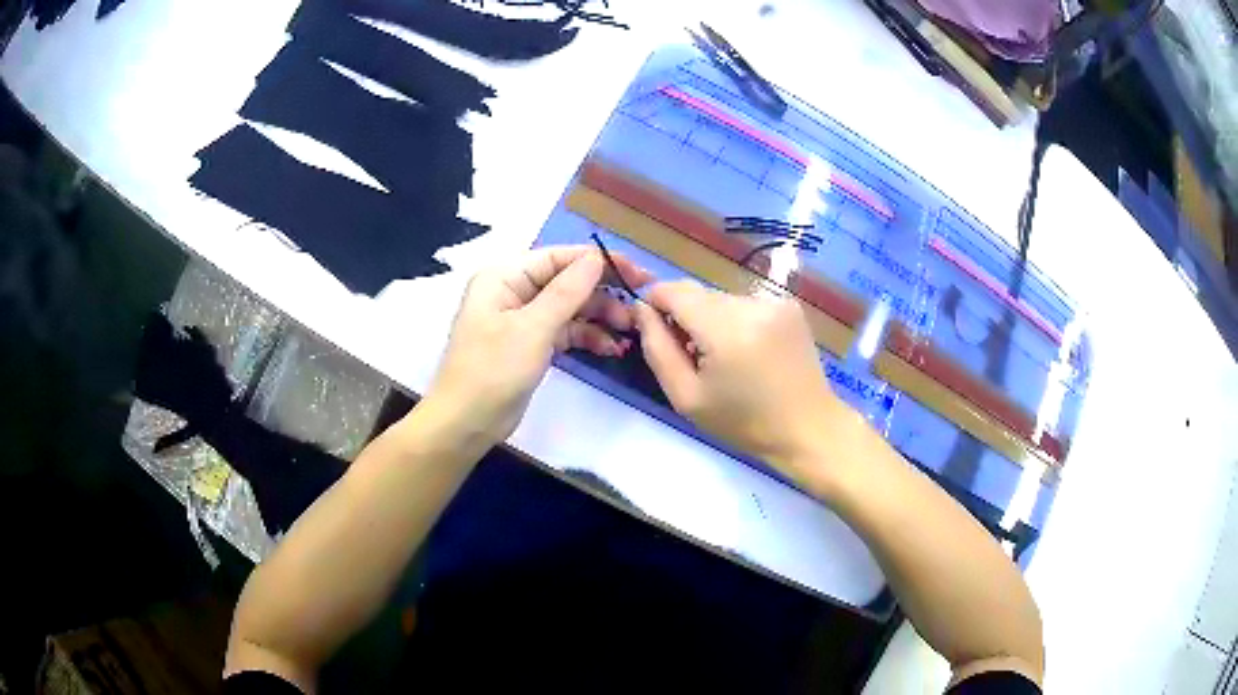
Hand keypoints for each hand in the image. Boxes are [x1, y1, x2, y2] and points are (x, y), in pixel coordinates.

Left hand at [424, 245, 651, 446]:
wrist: (466, 423)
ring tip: (630, 330)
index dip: (598, 262)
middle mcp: (513, 291)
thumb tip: (597, 257)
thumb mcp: (532, 328)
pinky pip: (564, 332)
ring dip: (599, 317)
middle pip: (566, 281)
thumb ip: (567, 291)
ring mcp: (522, 319)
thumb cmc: (492, 370)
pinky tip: (611, 349)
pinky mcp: (530, 345)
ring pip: (569, 308)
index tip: (637, 273)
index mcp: (505, 277)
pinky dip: (587, 337)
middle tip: (640, 304)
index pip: (558, 258)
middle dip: (602, 293)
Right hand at [634, 280, 849, 476]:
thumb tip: (642, 310)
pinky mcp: (789, 305)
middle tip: (695, 359)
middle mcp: (751, 303)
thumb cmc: (743, 422)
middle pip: (699, 295)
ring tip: (726, 359)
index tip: (658, 333)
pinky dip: (738, 322)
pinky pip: (746, 304)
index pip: (674, 290)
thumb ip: (657, 349)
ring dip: (713, 321)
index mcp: (725, 327)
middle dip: (687, 319)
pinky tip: (750, 352)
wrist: (807, 427)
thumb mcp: (686, 397)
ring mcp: (774, 301)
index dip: (656, 304)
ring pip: (721, 299)